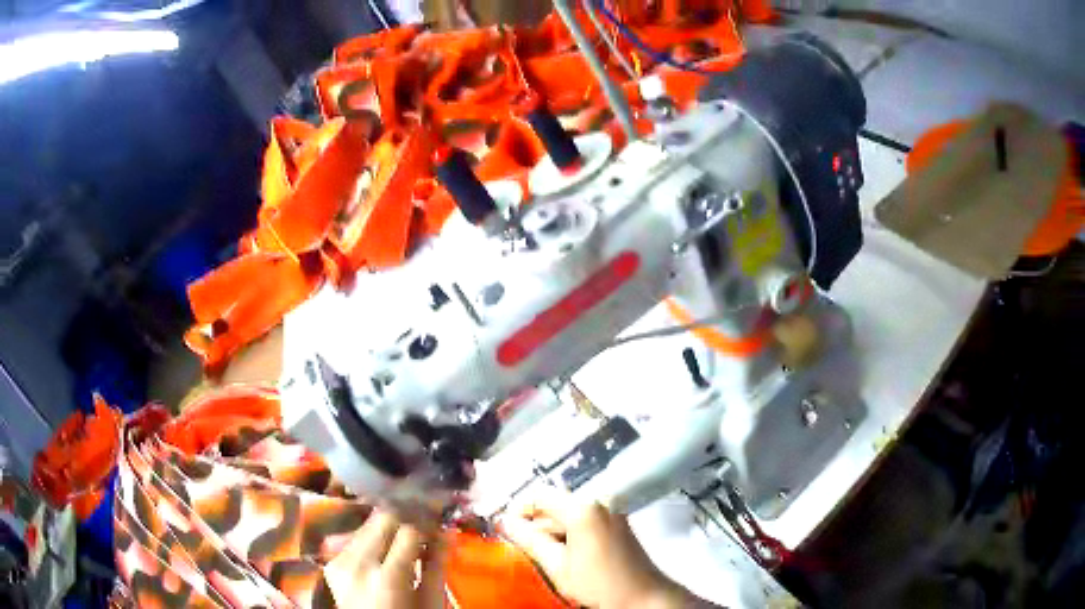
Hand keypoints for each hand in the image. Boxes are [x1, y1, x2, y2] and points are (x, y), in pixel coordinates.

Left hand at [325, 510, 446, 608]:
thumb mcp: (429, 601)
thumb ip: (437, 566)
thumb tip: (447, 532)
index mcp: (387, 578)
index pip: (409, 530)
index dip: (427, 522)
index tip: (439, 522)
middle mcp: (357, 564)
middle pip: (383, 518)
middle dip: (407, 517)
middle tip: (425, 524)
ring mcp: (339, 562)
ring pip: (367, 524)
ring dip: (389, 527)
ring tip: (406, 540)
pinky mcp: (332, 563)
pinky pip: (355, 539)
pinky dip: (374, 539)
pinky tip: (386, 551)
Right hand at [499, 491, 704, 608]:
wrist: (643, 596)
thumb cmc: (599, 583)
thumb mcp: (557, 565)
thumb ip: (529, 540)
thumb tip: (505, 522)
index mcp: (583, 508)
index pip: (539, 496)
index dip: (519, 511)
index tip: (507, 531)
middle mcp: (599, 501)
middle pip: (555, 505)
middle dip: (536, 525)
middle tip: (521, 549)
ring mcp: (611, 511)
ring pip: (569, 514)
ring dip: (552, 532)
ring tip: (544, 557)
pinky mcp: (618, 523)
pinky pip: (584, 521)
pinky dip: (570, 534)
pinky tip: (566, 556)